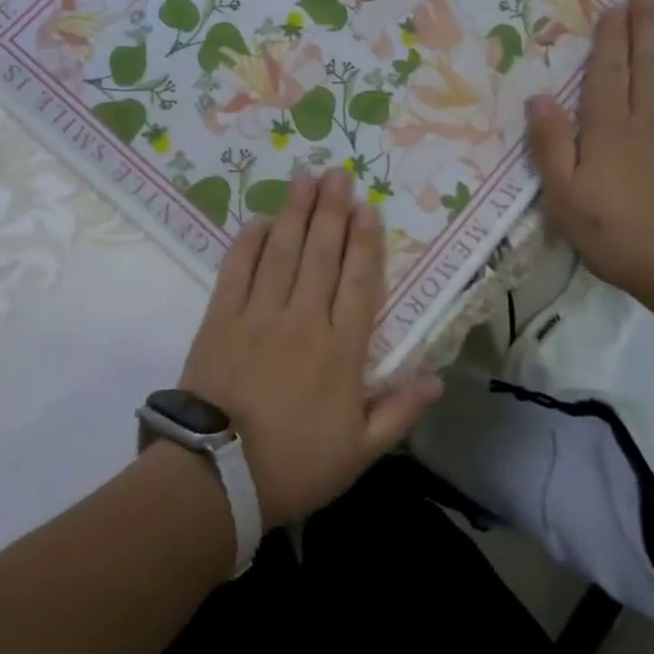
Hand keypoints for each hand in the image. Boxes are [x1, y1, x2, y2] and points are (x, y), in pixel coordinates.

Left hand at [179, 168, 443, 528]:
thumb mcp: (360, 452)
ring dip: (294, 213)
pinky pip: (235, 271)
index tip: (368, 209)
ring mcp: (258, 315)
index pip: (360, 282)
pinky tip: (257, 221)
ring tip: (303, 179)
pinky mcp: (220, 318)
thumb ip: (400, 412)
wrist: (216, 478)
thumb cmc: (295, 466)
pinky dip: (246, 243)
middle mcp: (303, 320)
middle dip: (331, 211)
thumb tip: (438, 379)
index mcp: (341, 350)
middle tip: (337, 175)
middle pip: (321, 254)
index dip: (366, 243)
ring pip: (281, 252)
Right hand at [526, 0, 653, 301]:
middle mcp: (645, 119)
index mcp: (607, 128)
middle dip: (645, 25)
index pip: (607, 71)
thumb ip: (550, 146)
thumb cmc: (616, 232)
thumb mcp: (564, 197)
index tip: (615, 5)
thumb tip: (538, 98)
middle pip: (646, 62)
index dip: (610, 37)